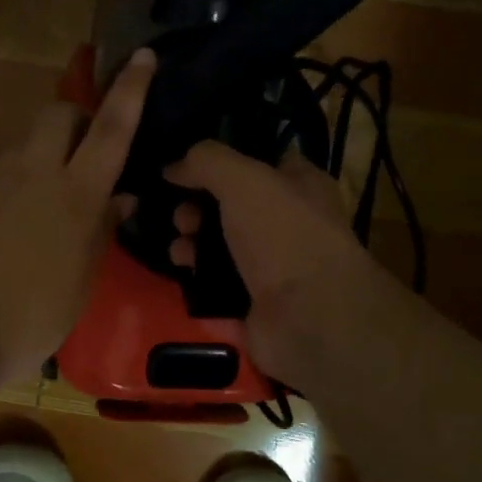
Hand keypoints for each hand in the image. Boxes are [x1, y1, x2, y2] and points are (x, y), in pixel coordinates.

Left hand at [0, 49, 156, 386]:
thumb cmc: (31, 320)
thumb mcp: (81, 282)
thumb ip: (101, 231)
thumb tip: (122, 197)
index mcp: (78, 197)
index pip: (113, 131)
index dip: (131, 91)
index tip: (142, 57)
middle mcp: (36, 172)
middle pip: (59, 115)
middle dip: (75, 118)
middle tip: (79, 149)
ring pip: (20, 137)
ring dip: (35, 149)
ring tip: (30, 188)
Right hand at [165, 140, 392, 381]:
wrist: (309, 319)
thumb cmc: (283, 235)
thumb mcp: (243, 179)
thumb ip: (205, 161)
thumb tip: (172, 167)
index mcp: (300, 187)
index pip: (259, 162)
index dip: (223, 161)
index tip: (185, 167)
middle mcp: (289, 227)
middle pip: (230, 209)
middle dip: (196, 210)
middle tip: (181, 219)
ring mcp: (273, 272)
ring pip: (220, 252)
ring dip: (191, 248)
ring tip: (179, 253)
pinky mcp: (255, 309)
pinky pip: (216, 292)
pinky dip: (196, 287)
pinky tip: (182, 281)